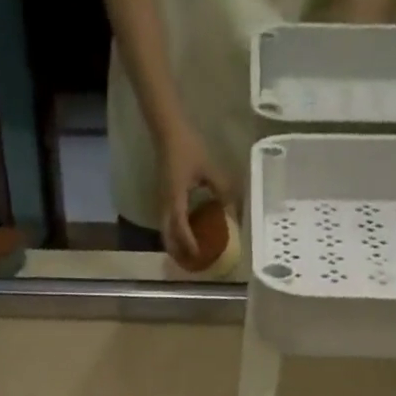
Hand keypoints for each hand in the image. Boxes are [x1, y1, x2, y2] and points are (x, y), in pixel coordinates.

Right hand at [156, 124, 235, 263]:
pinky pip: (166, 224)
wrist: (167, 131)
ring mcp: (161, 204)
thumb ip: (221, 187)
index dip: (189, 244)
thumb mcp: (208, 166)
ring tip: (189, 255)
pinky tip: (186, 236)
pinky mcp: (162, 200)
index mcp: (176, 199)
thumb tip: (233, 206)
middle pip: (168, 238)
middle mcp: (165, 205)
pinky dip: (174, 235)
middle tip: (193, 263)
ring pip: (165, 233)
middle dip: (179, 253)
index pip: (181, 229)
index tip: (199, 255)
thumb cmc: (187, 147)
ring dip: (176, 246)